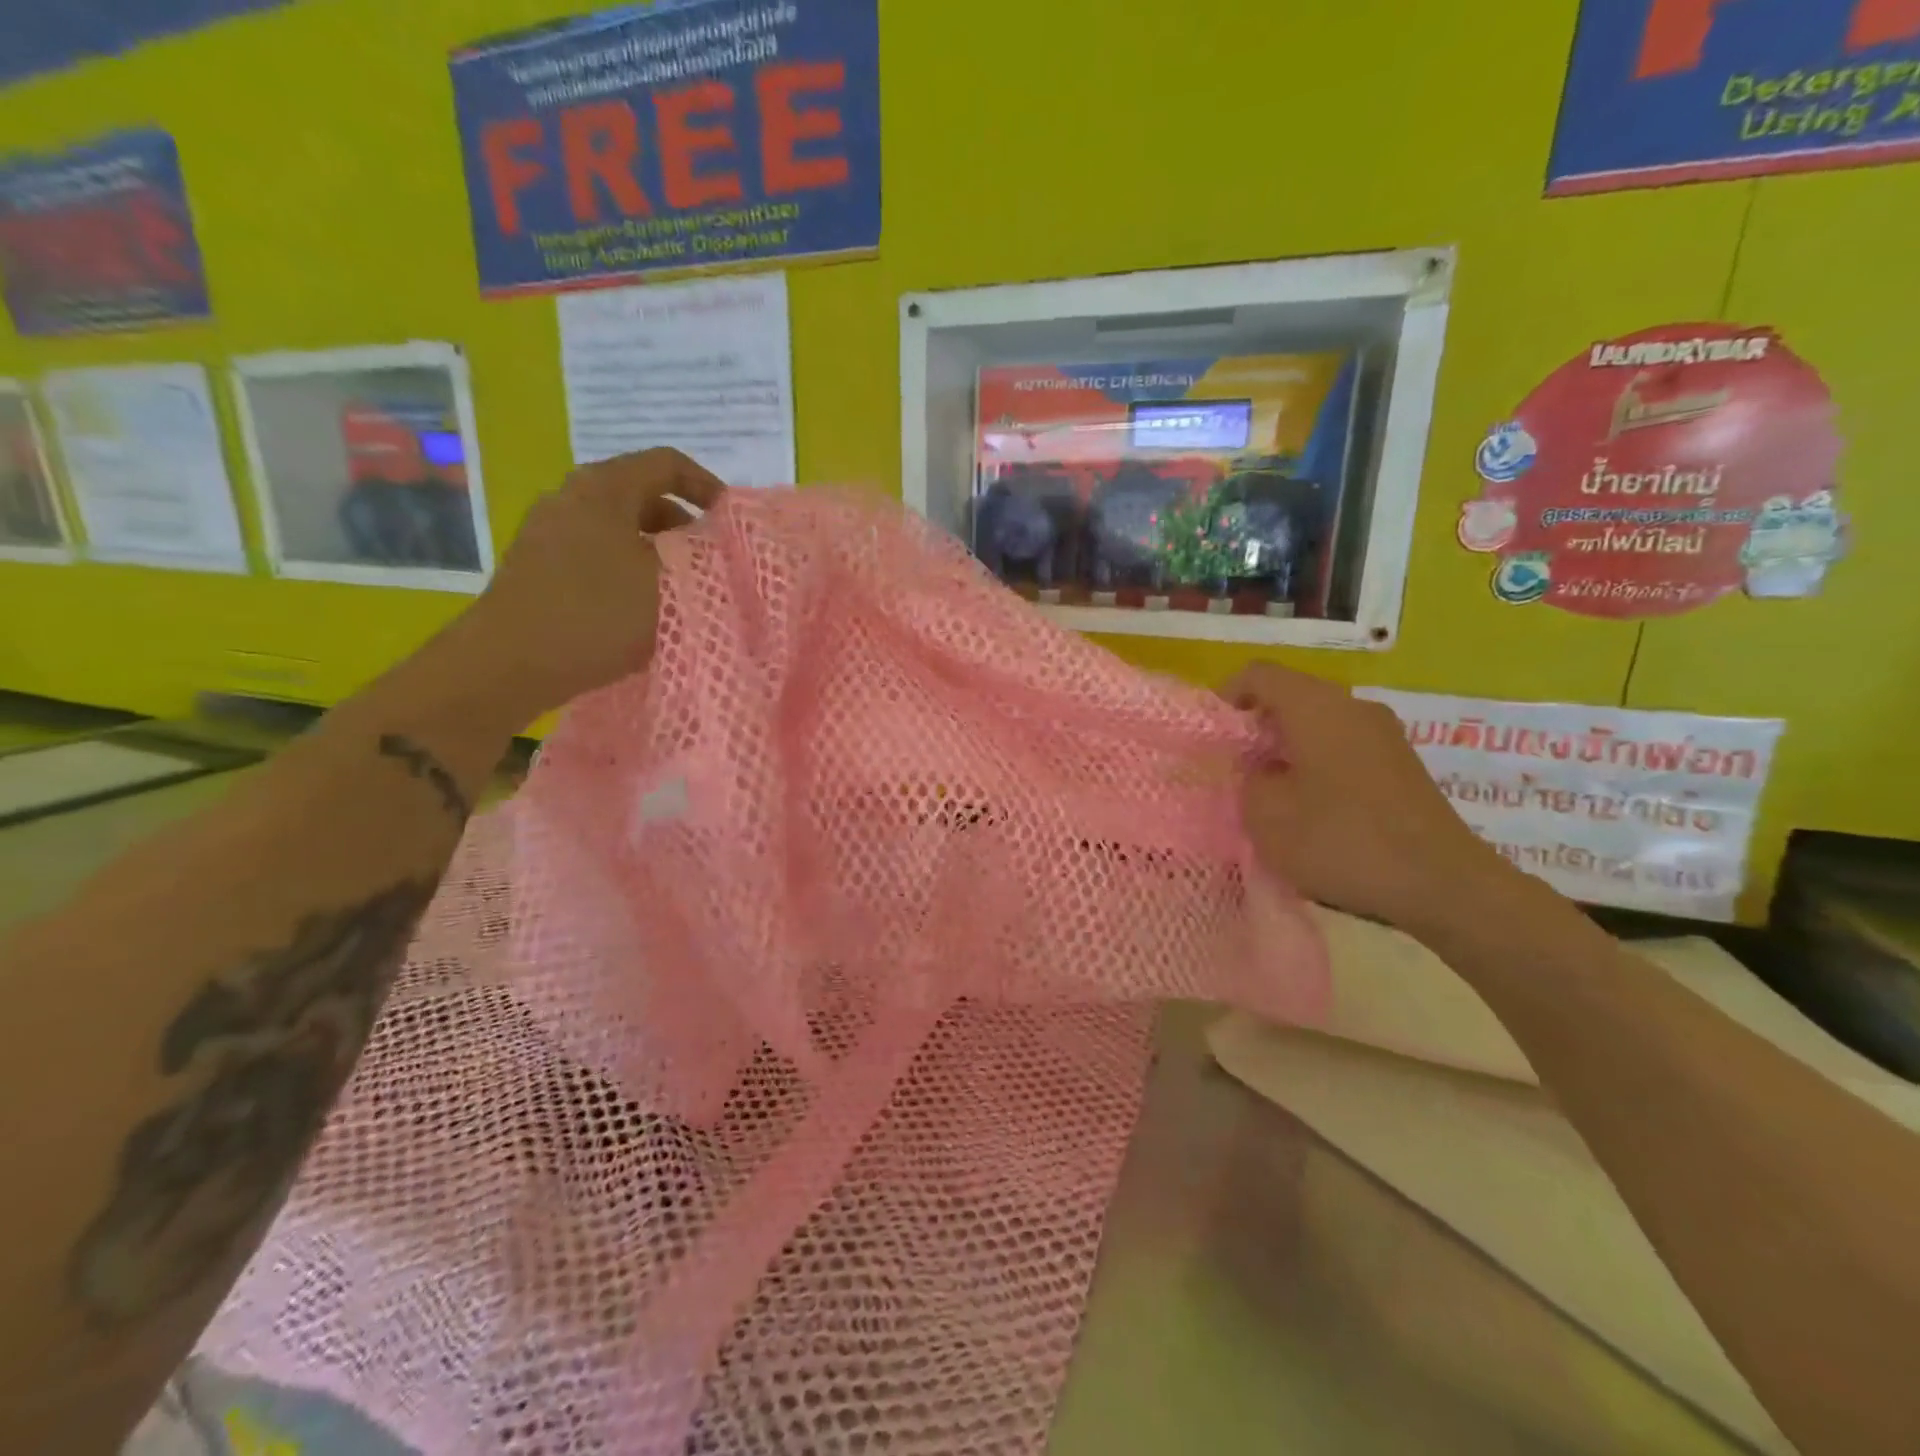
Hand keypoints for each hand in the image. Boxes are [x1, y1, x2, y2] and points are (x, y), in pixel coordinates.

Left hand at [445, 449, 723, 726]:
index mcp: (603, 487)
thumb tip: (715, 545)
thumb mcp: (668, 582)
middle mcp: (570, 496)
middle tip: (710, 558)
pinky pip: (597, 552)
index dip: (706, 485)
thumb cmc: (599, 613)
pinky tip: (641, 606)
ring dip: (657, 550)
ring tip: (682, 587)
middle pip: (642, 494)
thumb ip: (700, 556)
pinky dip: (628, 567)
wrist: (511, 663)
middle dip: (684, 524)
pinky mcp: (539, 565)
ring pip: (619, 527)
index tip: (730, 522)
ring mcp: (548, 531)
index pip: (667, 463)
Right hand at [1223, 663, 1528, 936]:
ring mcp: (1383, 734)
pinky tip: (1311, 808)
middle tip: (1236, 770)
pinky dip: (1316, 764)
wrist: (1441, 884)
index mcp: (1316, 706)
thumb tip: (1259, 769)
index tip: (1214, 740)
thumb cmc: (1341, 840)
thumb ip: (1247, 779)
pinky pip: (1343, 746)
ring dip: (1287, 749)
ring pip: (1318, 723)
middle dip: (1256, 728)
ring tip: (1271, 794)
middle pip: (1290, 696)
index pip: (1258, 674)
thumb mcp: (1266, 814)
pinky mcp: (1400, 764)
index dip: (1226, 698)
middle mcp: (1353, 707)